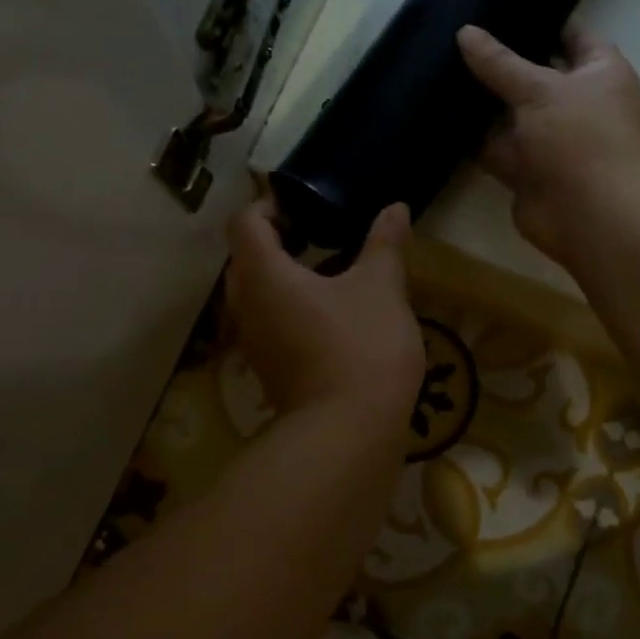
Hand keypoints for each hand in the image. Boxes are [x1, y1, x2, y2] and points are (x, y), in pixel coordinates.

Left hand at [224, 196, 424, 429]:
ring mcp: (253, 343)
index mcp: (264, 275)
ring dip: (281, 277)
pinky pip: (268, 324)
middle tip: (315, 233)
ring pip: (254, 295)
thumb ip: (384, 244)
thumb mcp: (382, 288)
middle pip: (244, 259)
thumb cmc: (362, 347)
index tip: (303, 206)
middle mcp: (246, 306)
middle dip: (274, 241)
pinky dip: (288, 308)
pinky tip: (327, 315)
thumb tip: (395, 208)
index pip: (245, 224)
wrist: (350, 433)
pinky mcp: (268, 370)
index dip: (268, 205)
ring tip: (325, 272)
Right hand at [457, 24, 639, 265]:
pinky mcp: (526, 170)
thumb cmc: (580, 138)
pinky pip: (495, 145)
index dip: (540, 17)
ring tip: (438, 67)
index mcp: (599, 72)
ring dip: (481, 99)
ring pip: (510, 112)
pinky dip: (472, 136)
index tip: (500, 2)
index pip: (571, 33)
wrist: (590, 216)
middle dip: (501, 59)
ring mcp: (550, 139)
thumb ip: (500, 62)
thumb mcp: (540, 88)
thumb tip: (465, 32)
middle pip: (534, 73)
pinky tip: (438, 113)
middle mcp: (577, 102)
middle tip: (456, 33)